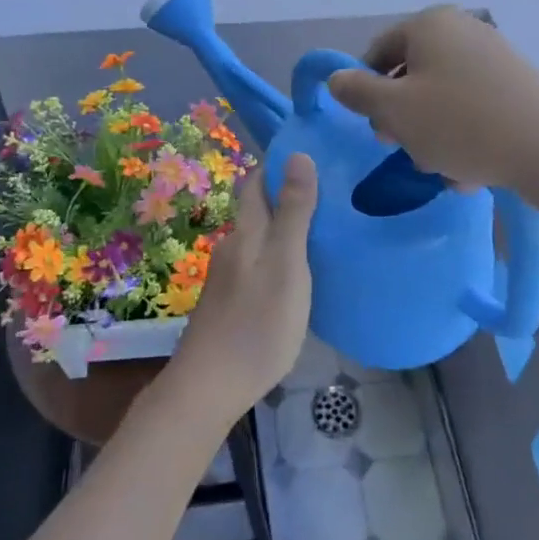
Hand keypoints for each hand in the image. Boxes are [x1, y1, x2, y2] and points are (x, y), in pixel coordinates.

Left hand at [169, 154, 317, 422]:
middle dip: (285, 195)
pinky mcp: (230, 302)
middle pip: (257, 209)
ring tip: (321, 231)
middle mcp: (233, 246)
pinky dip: (278, 256)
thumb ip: (294, 212)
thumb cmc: (257, 322)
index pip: (257, 182)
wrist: (210, 385)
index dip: (278, 165)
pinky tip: (297, 272)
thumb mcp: (287, 263)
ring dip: (283, 228)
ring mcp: (228, 276)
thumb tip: (298, 154)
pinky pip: (257, 264)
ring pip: (258, 238)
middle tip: (328, 193)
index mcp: (247, 232)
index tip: (311, 155)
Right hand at [327, 7, 538, 191]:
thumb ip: (357, 92)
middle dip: (403, 117)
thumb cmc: (459, 123)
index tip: (375, 127)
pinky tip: (470, 169)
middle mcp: (462, 29)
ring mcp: (494, 55)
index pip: (379, 51)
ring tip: (443, 168)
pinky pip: (474, 106)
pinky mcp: (517, 84)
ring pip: (443, 96)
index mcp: (429, 24)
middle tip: (405, 150)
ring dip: (432, 133)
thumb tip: (336, 78)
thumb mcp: (394, 110)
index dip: (367, 90)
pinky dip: (464, 133)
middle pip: (412, 74)